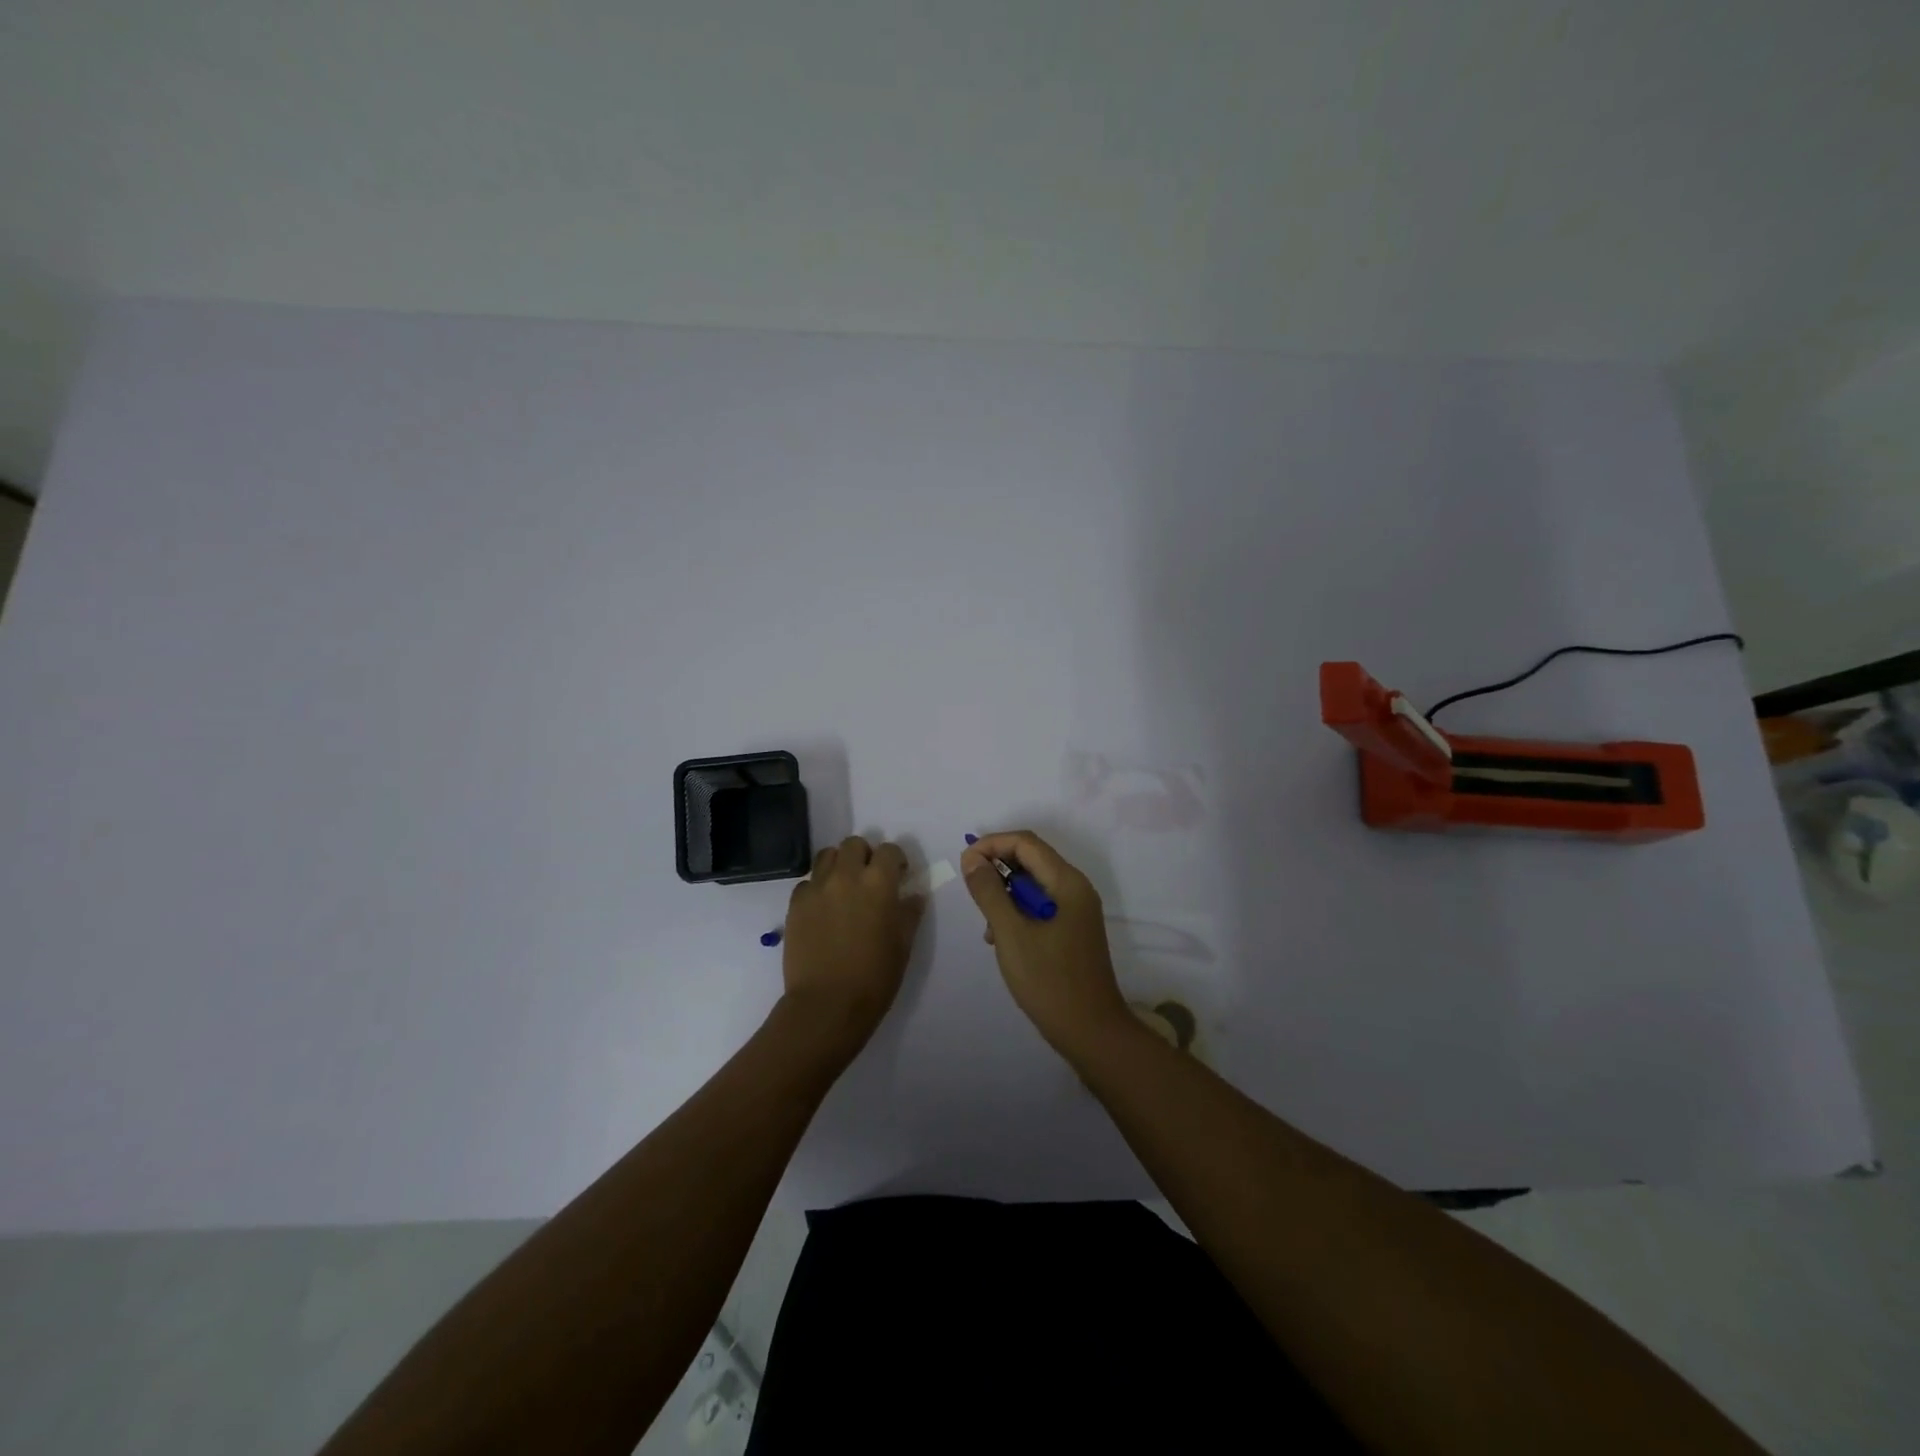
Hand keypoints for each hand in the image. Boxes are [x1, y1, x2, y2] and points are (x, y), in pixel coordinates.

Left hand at [778, 835, 924, 1055]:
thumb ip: (909, 913)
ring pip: (826, 855)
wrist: (827, 1004)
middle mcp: (846, 876)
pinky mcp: (795, 904)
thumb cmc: (874, 977)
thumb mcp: (903, 945)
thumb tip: (913, 895)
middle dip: (865, 855)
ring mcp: (817, 887)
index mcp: (878, 883)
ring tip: (843, 888)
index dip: (896, 861)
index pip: (890, 850)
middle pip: (854, 844)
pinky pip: (807, 882)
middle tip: (869, 879)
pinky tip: (823, 909)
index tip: (899, 876)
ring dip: (839, 865)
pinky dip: (817, 887)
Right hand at [961, 830, 1131, 1055]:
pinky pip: (1040, 905)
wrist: (1091, 1032)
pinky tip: (1001, 939)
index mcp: (1067, 882)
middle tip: (972, 893)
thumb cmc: (1049, 980)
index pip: (1026, 842)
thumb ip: (989, 892)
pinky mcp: (1072, 930)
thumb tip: (972, 858)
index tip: (964, 863)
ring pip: (1033, 884)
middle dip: (997, 868)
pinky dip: (1017, 912)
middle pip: (1031, 859)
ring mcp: (1076, 910)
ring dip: (1005, 894)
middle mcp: (1076, 888)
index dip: (992, 844)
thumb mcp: (1011, 934)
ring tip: (987, 925)